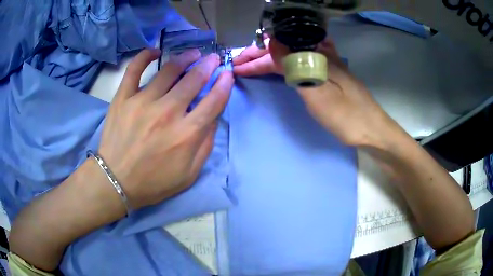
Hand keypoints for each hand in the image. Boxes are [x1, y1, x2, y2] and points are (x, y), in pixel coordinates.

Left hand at [99, 49, 232, 208]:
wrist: (116, 181)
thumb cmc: (153, 182)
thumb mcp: (189, 174)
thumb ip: (205, 146)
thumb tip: (213, 119)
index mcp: (186, 134)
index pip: (214, 101)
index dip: (224, 85)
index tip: (227, 75)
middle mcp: (167, 113)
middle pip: (194, 80)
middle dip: (208, 65)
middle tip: (213, 58)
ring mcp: (143, 102)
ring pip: (169, 70)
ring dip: (185, 58)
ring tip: (192, 54)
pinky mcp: (123, 98)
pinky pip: (134, 69)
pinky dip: (145, 56)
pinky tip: (155, 52)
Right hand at [234, 39, 390, 146]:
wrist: (372, 129)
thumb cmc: (346, 116)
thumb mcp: (318, 93)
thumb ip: (295, 66)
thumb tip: (273, 41)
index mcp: (316, 56)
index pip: (278, 52)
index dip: (256, 58)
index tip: (236, 66)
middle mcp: (321, 54)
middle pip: (284, 50)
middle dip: (259, 57)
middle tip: (238, 65)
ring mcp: (326, 63)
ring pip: (292, 56)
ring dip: (270, 60)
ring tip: (251, 66)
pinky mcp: (330, 73)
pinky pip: (302, 61)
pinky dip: (287, 63)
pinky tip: (281, 63)